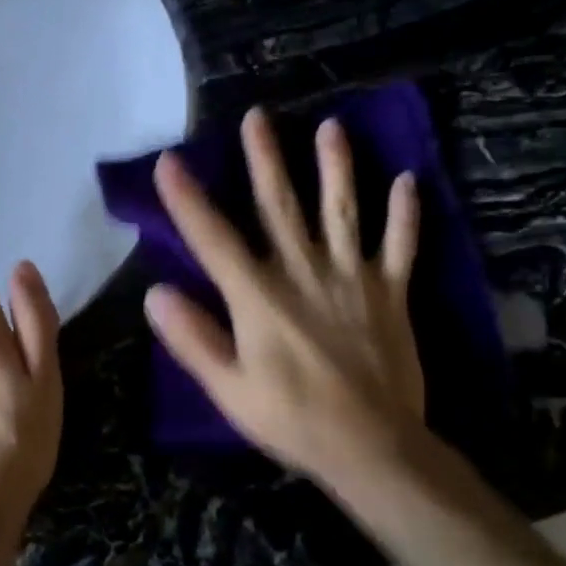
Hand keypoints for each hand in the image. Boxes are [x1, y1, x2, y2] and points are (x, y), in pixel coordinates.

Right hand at [146, 107, 430, 489]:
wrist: (374, 449)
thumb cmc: (293, 420)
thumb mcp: (229, 390)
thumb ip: (193, 339)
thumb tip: (156, 293)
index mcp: (258, 297)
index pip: (213, 238)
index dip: (187, 199)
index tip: (169, 162)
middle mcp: (303, 273)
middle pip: (280, 205)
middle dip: (265, 159)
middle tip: (256, 116)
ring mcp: (352, 279)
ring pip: (342, 212)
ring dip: (337, 168)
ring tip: (331, 127)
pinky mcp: (390, 294)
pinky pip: (400, 247)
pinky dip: (405, 215)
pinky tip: (409, 181)